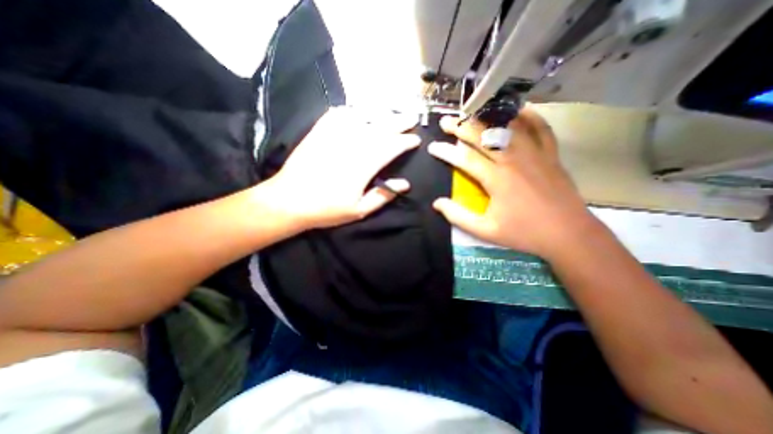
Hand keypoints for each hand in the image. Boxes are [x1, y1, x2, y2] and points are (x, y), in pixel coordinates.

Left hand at [262, 106, 420, 230]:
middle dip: (399, 122)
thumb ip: (383, 195)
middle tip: (411, 118)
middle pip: (381, 127)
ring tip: (390, 114)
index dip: (406, 142)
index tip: (415, 140)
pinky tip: (358, 113)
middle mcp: (352, 144)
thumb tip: (404, 184)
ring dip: (380, 114)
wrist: (289, 200)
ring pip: (363, 117)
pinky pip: (339, 114)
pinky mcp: (319, 131)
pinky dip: (352, 111)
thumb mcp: (358, 210)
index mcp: (363, 165)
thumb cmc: (326, 209)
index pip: (391, 146)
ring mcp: (334, 134)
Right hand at [428, 104, 595, 258]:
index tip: (432, 147)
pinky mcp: (550, 155)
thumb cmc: (524, 233)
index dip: (445, 151)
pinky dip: (529, 116)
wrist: (568, 234)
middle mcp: (514, 160)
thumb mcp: (485, 231)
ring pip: (508, 128)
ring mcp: (535, 154)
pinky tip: (518, 109)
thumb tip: (437, 203)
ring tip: (473, 111)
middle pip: (483, 136)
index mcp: (497, 179)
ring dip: (487, 118)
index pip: (464, 158)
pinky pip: (540, 128)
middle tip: (445, 122)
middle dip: (461, 127)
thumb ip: (458, 216)